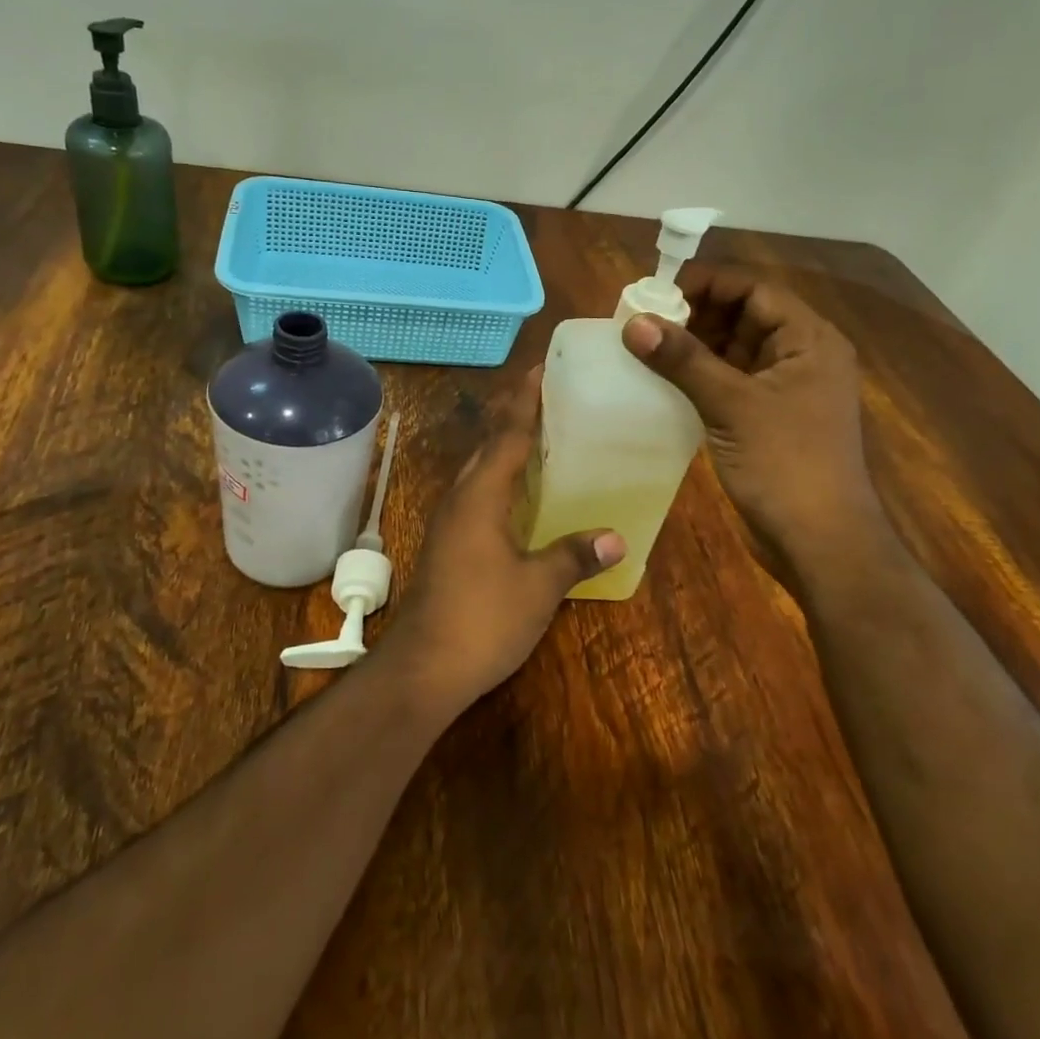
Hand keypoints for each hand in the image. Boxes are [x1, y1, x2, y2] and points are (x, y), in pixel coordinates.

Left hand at [382, 369, 624, 718]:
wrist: (423, 669)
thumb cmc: (482, 620)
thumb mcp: (538, 588)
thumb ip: (574, 556)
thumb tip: (616, 537)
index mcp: (480, 496)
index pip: (507, 435)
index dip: (526, 401)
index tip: (541, 370)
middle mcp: (460, 499)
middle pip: (488, 445)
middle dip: (514, 416)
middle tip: (549, 395)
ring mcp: (450, 523)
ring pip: (479, 470)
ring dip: (505, 447)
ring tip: (540, 433)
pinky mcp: (448, 544)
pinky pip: (477, 494)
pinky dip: (500, 479)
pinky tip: (520, 494)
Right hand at [621, 267, 883, 581]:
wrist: (819, 542)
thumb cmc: (785, 464)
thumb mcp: (731, 405)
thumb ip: (683, 360)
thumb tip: (634, 323)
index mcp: (809, 340)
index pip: (754, 291)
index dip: (707, 284)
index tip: (656, 292)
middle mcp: (801, 357)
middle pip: (744, 317)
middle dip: (695, 315)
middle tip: (642, 321)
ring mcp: (785, 391)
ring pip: (734, 351)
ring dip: (694, 347)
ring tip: (644, 346)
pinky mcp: (768, 420)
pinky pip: (730, 383)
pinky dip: (700, 377)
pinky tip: (663, 381)